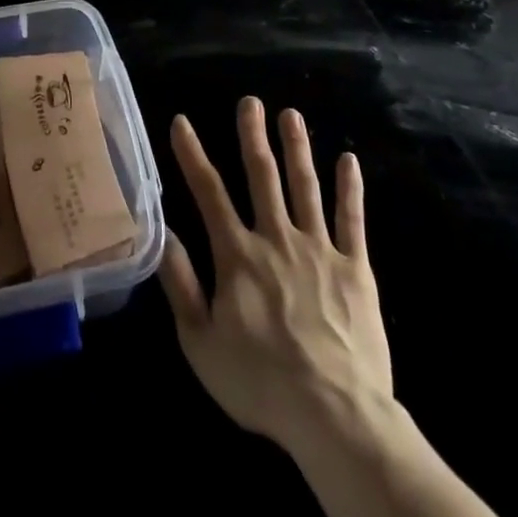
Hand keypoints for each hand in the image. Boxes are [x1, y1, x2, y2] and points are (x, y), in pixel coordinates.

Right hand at [159, 98, 395, 453]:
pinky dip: (350, 188)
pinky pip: (352, 220)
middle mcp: (276, 238)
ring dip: (297, 147)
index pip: (208, 192)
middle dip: (253, 135)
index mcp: (237, 254)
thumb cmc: (260, 382)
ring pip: (305, 186)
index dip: (192, 154)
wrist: (334, 415)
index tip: (182, 121)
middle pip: (262, 175)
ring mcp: (319, 249)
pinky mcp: (355, 268)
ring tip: (290, 114)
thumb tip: (162, 232)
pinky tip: (349, 160)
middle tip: (250, 100)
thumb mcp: (200, 342)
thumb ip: (181, 284)